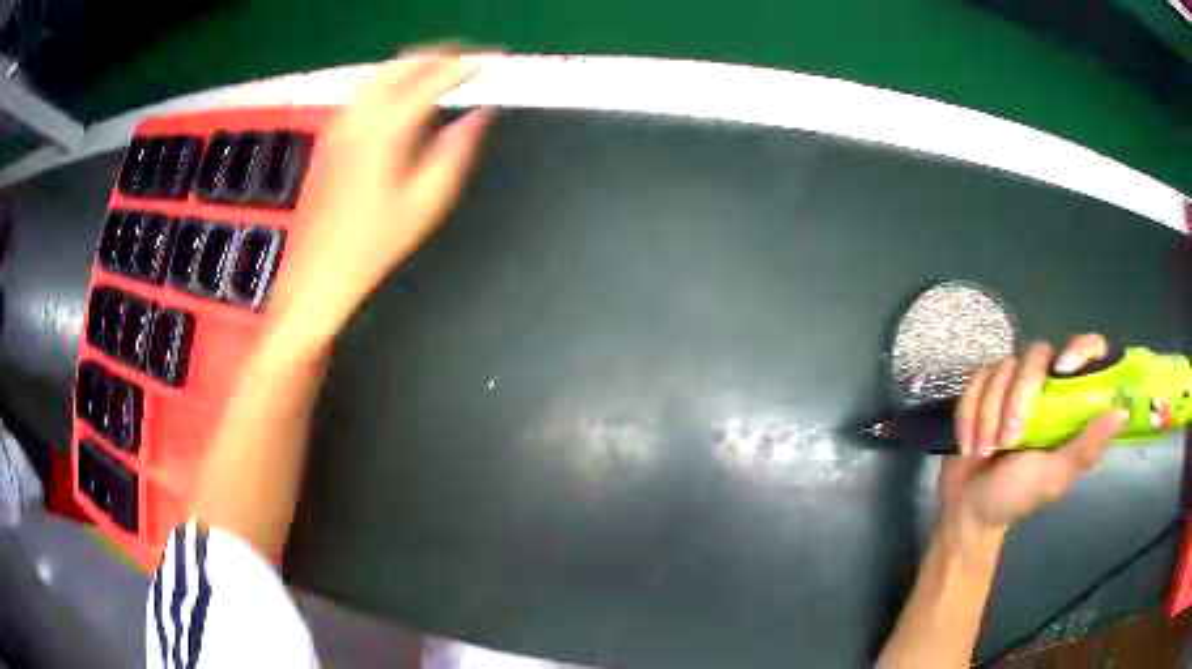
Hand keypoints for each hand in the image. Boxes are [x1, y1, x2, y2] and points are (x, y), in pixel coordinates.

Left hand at [268, 47, 492, 351]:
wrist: (317, 274)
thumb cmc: (373, 245)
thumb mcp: (426, 202)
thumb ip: (456, 150)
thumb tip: (479, 117)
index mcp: (385, 129)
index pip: (431, 80)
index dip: (463, 67)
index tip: (488, 62)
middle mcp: (358, 117)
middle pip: (401, 64)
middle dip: (437, 55)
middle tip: (466, 59)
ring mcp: (339, 125)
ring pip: (379, 75)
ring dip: (412, 65)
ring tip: (440, 70)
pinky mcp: (329, 138)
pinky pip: (364, 93)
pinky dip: (390, 83)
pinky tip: (402, 98)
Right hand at [942, 333, 1128, 530]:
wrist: (967, 509)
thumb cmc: (1016, 496)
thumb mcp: (1055, 477)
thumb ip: (1086, 447)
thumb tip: (1123, 412)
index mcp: (1070, 401)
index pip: (1088, 351)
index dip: (1081, 349)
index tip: (1062, 369)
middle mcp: (1045, 384)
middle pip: (1036, 355)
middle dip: (1017, 399)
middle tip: (1007, 441)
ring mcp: (1013, 385)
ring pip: (1002, 368)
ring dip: (988, 414)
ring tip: (984, 450)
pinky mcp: (984, 389)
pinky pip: (976, 381)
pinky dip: (969, 414)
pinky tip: (969, 444)